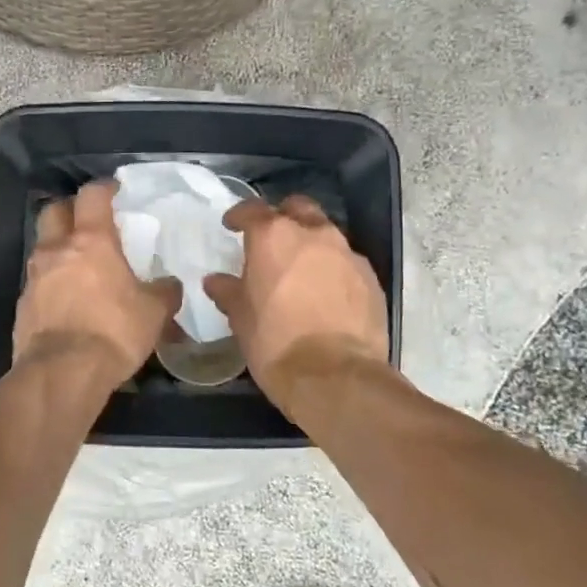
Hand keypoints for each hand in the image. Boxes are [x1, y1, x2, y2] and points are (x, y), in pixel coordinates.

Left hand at [14, 181, 181, 386]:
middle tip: (88, 221)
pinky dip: (51, 280)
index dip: (103, 188)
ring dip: (58, 246)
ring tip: (78, 262)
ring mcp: (35, 276)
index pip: (92, 196)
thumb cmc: (113, 332)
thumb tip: (170, 285)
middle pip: (54, 211)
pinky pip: (37, 280)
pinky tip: (66, 297)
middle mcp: (57, 250)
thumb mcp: (153, 313)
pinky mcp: (23, 304)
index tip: (114, 190)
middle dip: (70, 210)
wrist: (63, 372)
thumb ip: (163, 293)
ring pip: (42, 246)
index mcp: (91, 241)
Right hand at [204, 197, 389, 410]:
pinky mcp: (371, 278)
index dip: (239, 216)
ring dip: (310, 244)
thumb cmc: (275, 342)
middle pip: (297, 208)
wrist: (335, 377)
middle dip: (283, 217)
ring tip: (299, 270)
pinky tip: (325, 294)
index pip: (253, 210)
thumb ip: (228, 292)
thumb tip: (216, 281)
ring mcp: (347, 254)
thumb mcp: (240, 318)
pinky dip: (333, 269)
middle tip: (271, 241)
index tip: (232, 226)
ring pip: (326, 234)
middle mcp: (314, 234)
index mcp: (274, 236)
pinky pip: (346, 262)